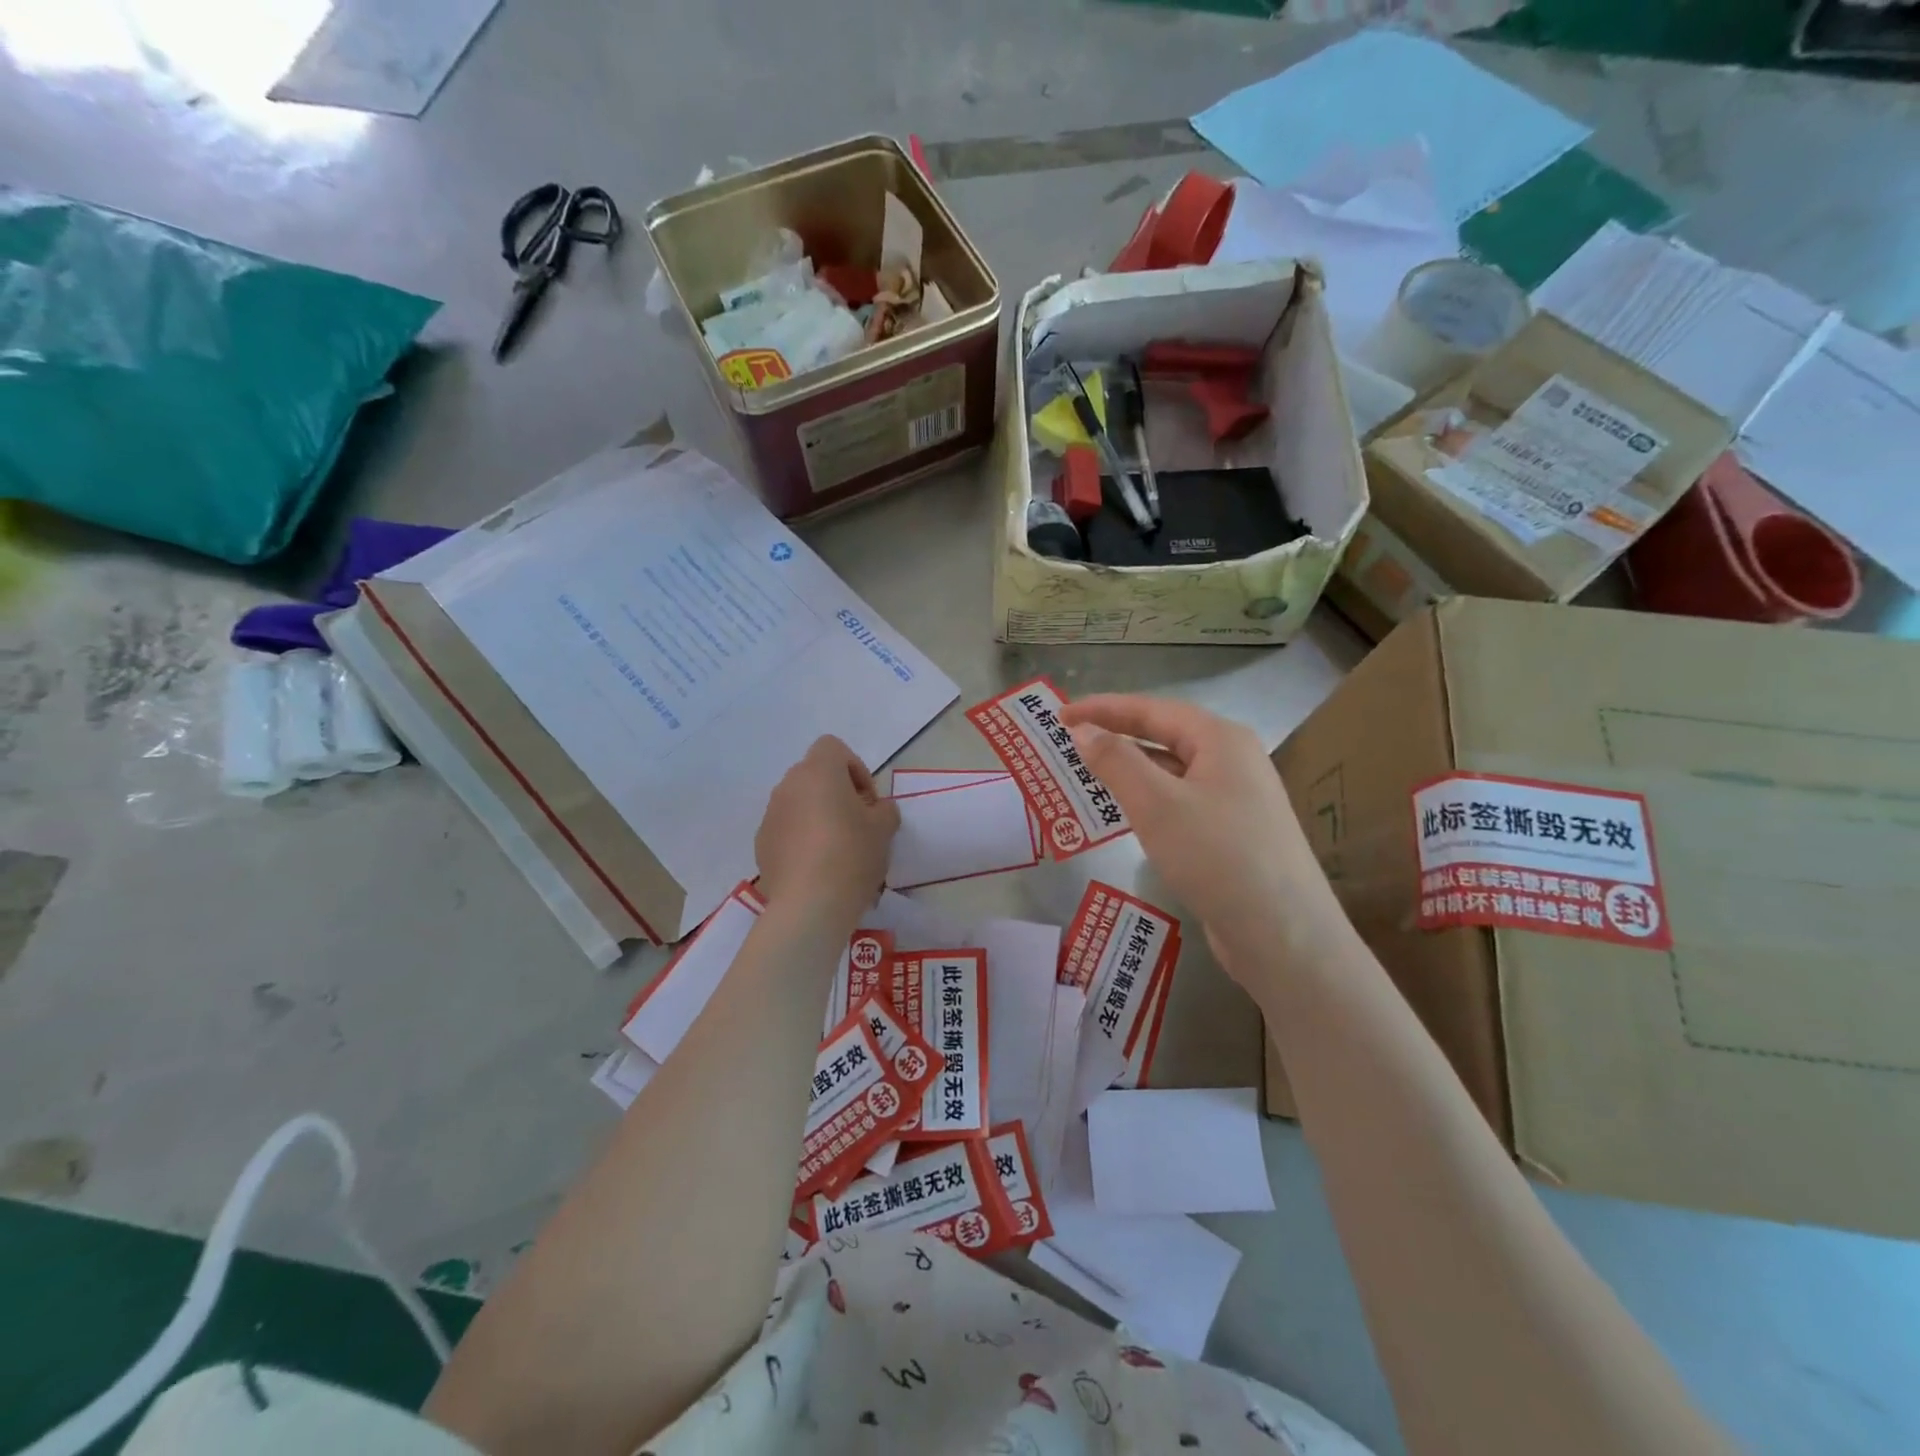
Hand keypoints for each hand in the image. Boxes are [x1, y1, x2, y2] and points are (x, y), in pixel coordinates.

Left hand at [755, 736, 898, 923]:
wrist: (810, 904)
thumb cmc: (852, 854)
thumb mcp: (885, 829)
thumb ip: (884, 810)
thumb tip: (877, 810)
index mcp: (818, 772)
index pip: (832, 747)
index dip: (854, 768)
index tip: (867, 800)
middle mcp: (788, 786)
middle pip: (814, 775)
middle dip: (836, 793)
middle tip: (857, 824)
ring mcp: (770, 815)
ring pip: (799, 803)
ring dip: (817, 815)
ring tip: (837, 849)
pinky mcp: (762, 843)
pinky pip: (786, 829)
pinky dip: (801, 838)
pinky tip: (817, 867)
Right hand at [1061, 695, 1340, 980]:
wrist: (1283, 935)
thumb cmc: (1216, 855)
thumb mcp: (1156, 804)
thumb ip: (1116, 761)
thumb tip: (1083, 730)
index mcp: (1221, 739)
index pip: (1152, 709)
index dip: (1103, 708)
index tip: (1059, 714)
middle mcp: (1234, 760)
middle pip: (1164, 736)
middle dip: (1116, 736)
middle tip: (1069, 741)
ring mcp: (1237, 798)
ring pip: (1172, 772)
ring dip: (1130, 770)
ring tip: (1087, 775)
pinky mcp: (1234, 833)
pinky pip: (1181, 802)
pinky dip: (1148, 800)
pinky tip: (1126, 815)